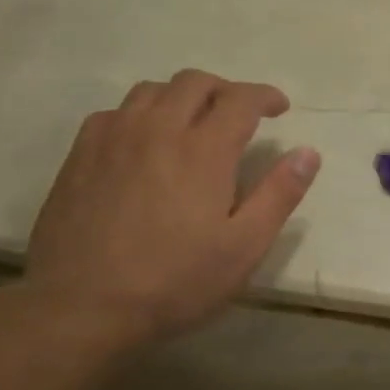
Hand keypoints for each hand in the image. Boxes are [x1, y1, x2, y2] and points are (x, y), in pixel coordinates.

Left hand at [24, 70, 319, 351]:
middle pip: (195, 82)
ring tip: (192, 122)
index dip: (265, 96)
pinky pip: (115, 112)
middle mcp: (158, 129)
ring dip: (181, 96)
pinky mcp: (81, 154)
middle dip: (225, 90)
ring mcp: (113, 138)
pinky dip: (140, 114)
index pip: (241, 99)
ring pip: (152, 90)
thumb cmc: (173, 282)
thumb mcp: (243, 248)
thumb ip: (279, 195)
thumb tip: (309, 153)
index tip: (279, 108)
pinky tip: (142, 142)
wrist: (81, 307)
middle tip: (239, 115)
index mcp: (203, 149)